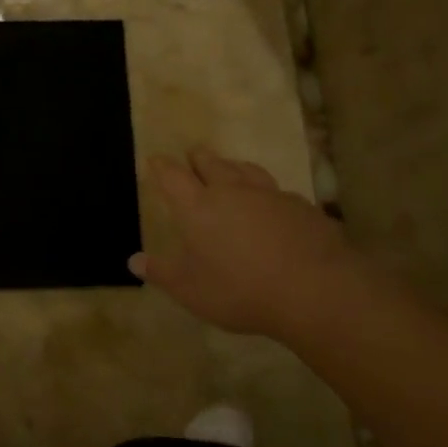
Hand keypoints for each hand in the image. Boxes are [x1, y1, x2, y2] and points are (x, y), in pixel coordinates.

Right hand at [130, 148, 361, 340]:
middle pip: (210, 163)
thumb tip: (133, 260)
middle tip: (192, 155)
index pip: (172, 176)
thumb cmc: (240, 290)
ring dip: (232, 166)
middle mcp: (230, 191)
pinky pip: (277, 191)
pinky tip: (271, 203)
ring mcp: (268, 194)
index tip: (155, 160)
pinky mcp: (300, 206)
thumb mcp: (191, 290)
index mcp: (197, 207)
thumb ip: (162, 273)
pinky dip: (266, 192)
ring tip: (229, 168)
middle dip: (197, 158)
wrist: (313, 289)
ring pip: (245, 169)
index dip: (161, 166)